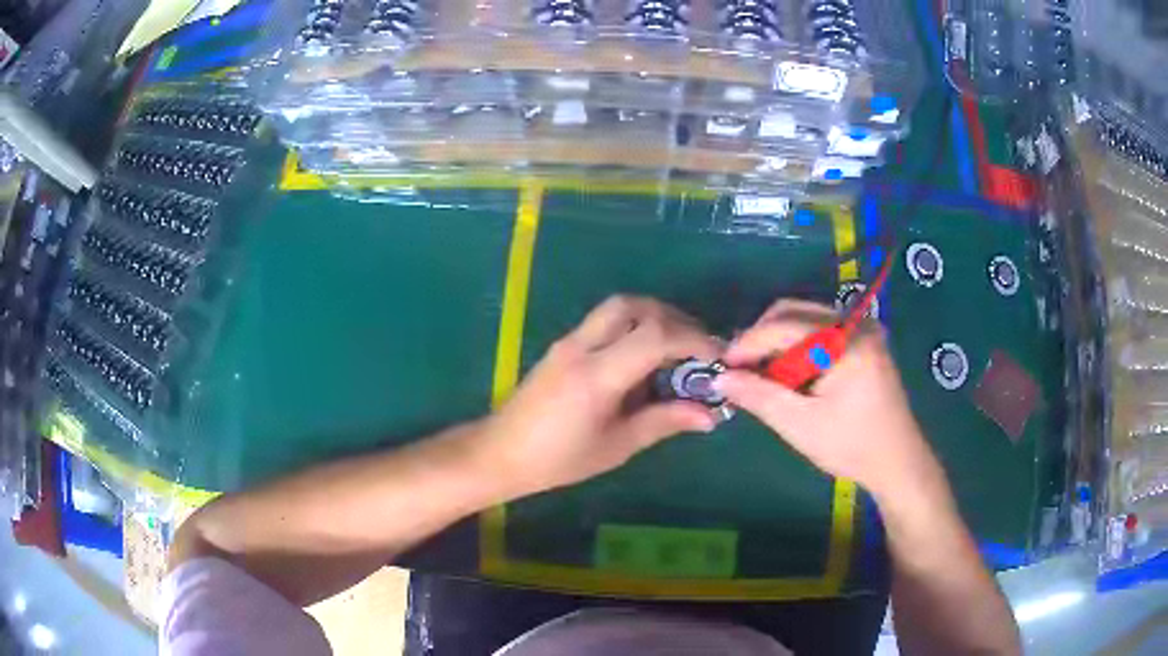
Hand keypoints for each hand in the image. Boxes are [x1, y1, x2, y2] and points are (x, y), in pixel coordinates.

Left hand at [481, 296, 721, 496]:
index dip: (693, 340)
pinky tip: (644, 359)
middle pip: (634, 306)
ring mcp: (568, 342)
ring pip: (618, 308)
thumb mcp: (617, 446)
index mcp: (597, 375)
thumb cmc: (558, 459)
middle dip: (674, 318)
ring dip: (653, 318)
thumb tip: (709, 414)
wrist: (501, 452)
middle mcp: (582, 347)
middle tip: (697, 346)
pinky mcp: (563, 346)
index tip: (718, 357)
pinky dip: (633, 327)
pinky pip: (605, 322)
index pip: (654, 336)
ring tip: (676, 349)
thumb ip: (664, 422)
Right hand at [714, 300, 942, 499]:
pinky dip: (798, 348)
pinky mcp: (864, 340)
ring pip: (805, 319)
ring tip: (762, 376)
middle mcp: (857, 323)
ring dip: (779, 343)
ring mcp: (863, 329)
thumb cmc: (852, 446)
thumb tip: (721, 378)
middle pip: (795, 312)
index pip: (786, 325)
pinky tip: (789, 375)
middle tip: (740, 370)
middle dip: (762, 339)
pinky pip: (820, 331)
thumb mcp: (801, 425)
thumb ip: (760, 397)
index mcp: (847, 341)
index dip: (749, 342)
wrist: (898, 461)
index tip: (723, 365)